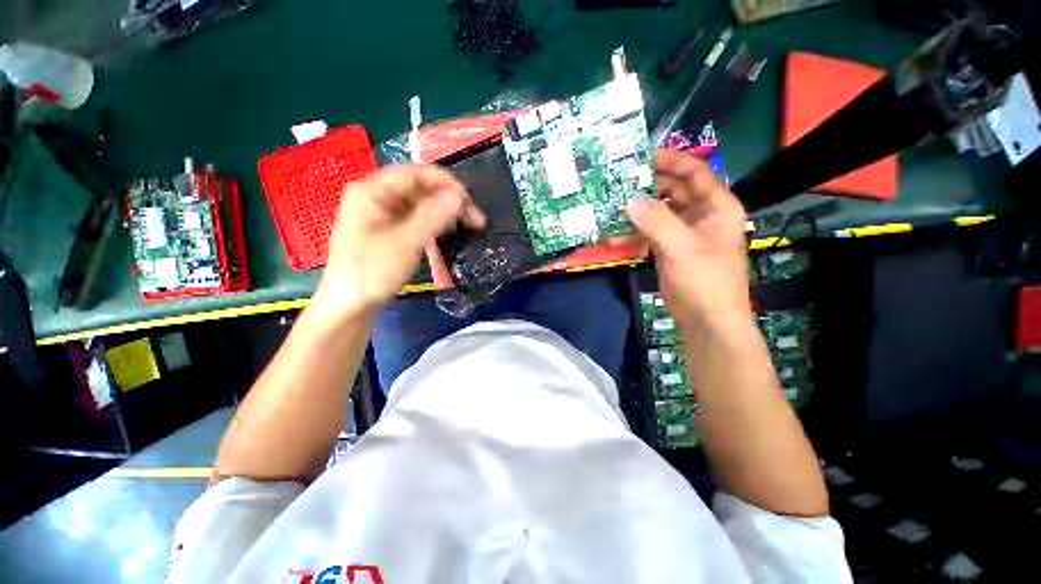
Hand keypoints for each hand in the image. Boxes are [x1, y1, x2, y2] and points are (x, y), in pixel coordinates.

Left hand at [312, 165, 483, 318]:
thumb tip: (459, 195)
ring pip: (420, 204)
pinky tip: (448, 232)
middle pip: (419, 188)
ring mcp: (381, 214)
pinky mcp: (387, 230)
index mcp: (372, 190)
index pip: (415, 173)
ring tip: (467, 227)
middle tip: (475, 220)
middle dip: (448, 200)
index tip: (469, 201)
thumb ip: (433, 215)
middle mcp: (376, 196)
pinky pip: (415, 219)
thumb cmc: (372, 271)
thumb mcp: (406, 242)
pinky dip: (434, 223)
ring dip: (444, 213)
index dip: (445, 183)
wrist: (348, 306)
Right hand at [626, 149, 749, 331]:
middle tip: (618, 184)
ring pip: (656, 212)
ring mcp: (681, 232)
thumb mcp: (682, 246)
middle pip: (671, 190)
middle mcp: (699, 214)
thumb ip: (656, 221)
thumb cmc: (705, 279)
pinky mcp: (667, 247)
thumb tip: (629, 200)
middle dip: (646, 187)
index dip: (672, 161)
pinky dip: (632, 235)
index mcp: (716, 206)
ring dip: (635, 212)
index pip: (695, 172)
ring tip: (609, 209)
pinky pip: (648, 233)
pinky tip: (613, 238)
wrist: (704, 317)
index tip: (643, 156)